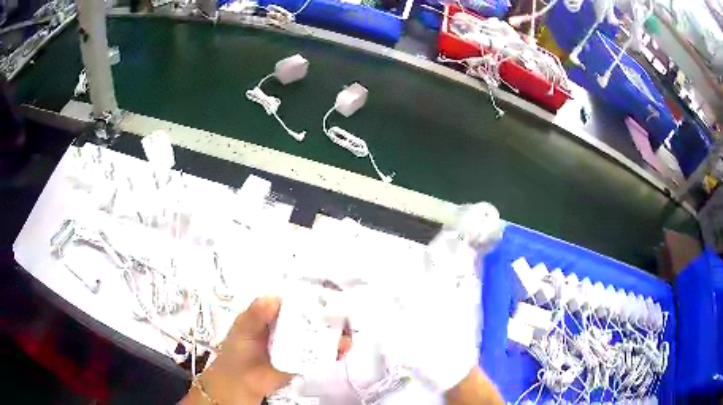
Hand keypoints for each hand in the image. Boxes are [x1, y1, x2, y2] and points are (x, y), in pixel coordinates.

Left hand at [181, 296, 351, 404]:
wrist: (240, 381)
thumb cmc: (237, 349)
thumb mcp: (243, 327)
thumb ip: (256, 315)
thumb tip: (272, 298)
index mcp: (274, 313)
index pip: (295, 300)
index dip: (312, 295)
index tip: (329, 293)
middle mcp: (288, 326)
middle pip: (313, 317)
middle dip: (330, 314)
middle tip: (346, 313)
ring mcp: (297, 344)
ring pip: (320, 335)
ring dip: (335, 333)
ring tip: (347, 334)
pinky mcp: (303, 361)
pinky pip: (320, 354)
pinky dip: (333, 351)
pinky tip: (342, 350)